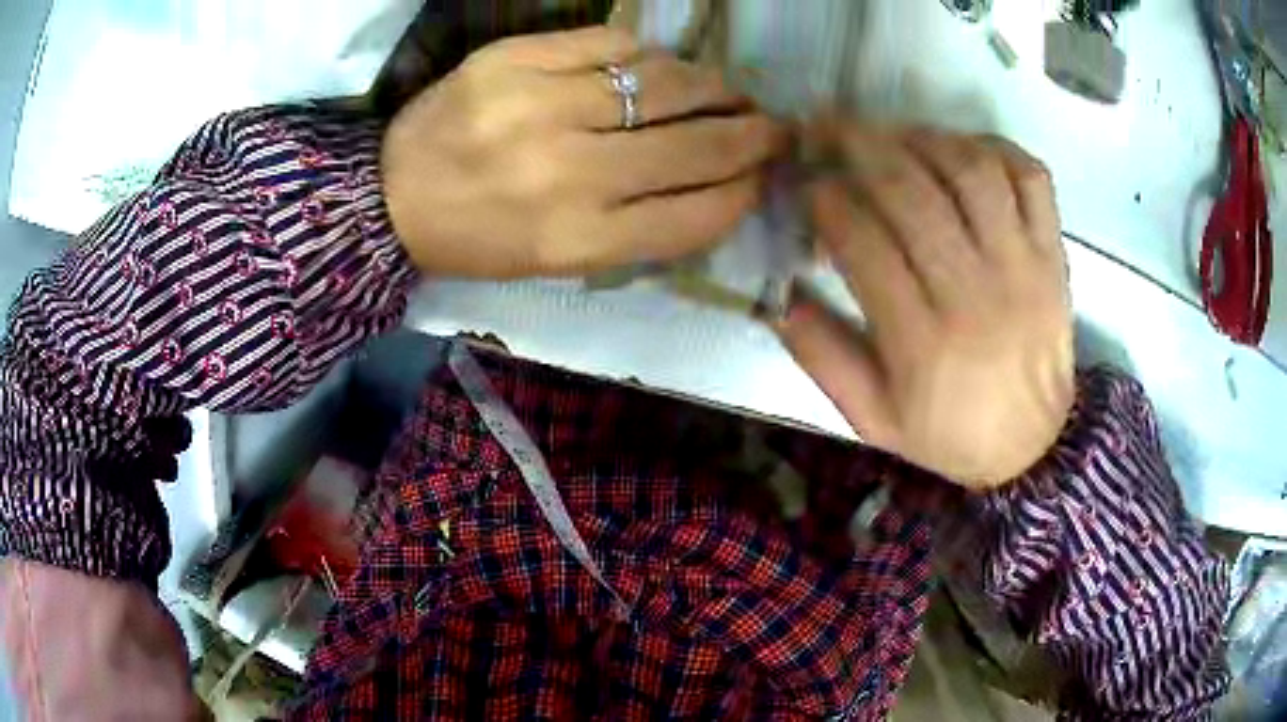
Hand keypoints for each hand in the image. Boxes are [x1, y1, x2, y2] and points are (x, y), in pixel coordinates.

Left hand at [381, 27, 785, 278]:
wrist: (389, 195)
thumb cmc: (478, 238)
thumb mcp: (559, 260)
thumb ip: (642, 228)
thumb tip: (719, 184)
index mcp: (578, 239)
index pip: (697, 214)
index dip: (745, 192)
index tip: (766, 176)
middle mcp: (567, 173)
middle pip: (695, 146)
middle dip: (752, 135)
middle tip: (775, 127)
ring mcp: (538, 105)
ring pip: (665, 83)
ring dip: (714, 87)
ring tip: (732, 92)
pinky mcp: (513, 58)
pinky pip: (611, 43)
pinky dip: (648, 54)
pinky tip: (660, 67)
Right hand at [780, 121, 1074, 488]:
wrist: (1035, 449)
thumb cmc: (951, 435)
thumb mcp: (874, 421)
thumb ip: (824, 359)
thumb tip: (780, 294)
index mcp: (922, 342)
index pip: (862, 239)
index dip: (824, 198)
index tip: (807, 187)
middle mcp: (974, 292)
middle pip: (911, 188)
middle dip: (856, 143)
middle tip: (825, 128)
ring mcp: (1022, 266)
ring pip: (968, 169)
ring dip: (919, 138)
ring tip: (890, 136)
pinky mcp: (1052, 254)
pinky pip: (1030, 177)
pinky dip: (993, 147)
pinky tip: (962, 149)